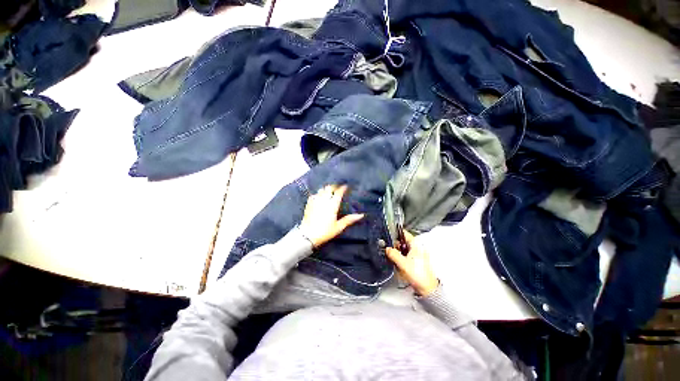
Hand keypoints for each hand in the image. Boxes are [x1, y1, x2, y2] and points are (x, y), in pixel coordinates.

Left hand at [299, 184, 363, 248]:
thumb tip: (361, 215)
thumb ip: (349, 220)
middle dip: (334, 186)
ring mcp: (315, 201)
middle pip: (329, 188)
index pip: (338, 192)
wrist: (308, 235)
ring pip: (321, 190)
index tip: (346, 186)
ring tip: (329, 191)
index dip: (342, 188)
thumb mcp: (339, 227)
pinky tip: (319, 196)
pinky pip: (314, 195)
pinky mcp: (309, 204)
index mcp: (332, 205)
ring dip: (326, 189)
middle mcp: (324, 200)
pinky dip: (318, 194)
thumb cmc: (325, 231)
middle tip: (338, 188)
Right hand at [385, 230, 438, 296]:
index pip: (404, 233)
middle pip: (402, 241)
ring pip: (403, 249)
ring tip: (394, 259)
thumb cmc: (418, 274)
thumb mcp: (403, 263)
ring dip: (397, 253)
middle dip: (395, 245)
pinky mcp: (416, 261)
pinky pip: (405, 255)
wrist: (427, 288)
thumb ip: (393, 254)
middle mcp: (417, 247)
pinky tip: (398, 264)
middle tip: (389, 250)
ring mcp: (417, 254)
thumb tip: (387, 249)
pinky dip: (400, 258)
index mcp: (415, 244)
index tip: (388, 235)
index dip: (395, 233)